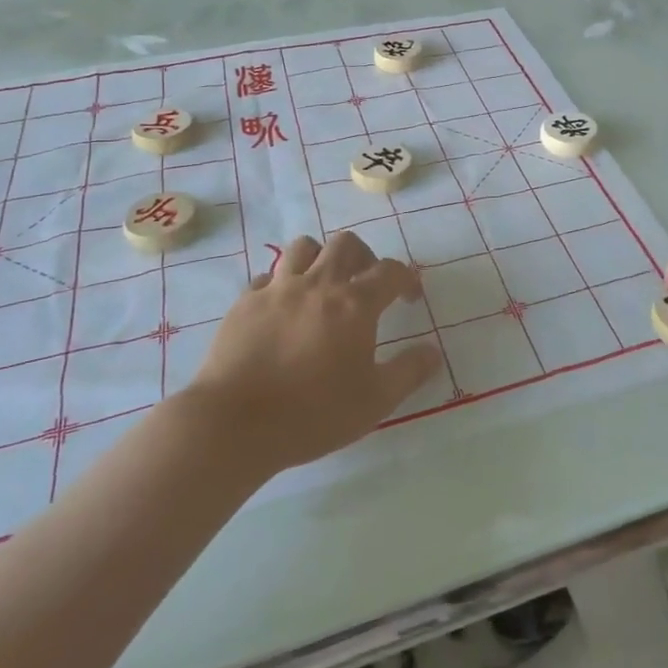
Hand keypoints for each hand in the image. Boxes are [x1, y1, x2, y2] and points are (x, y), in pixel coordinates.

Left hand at [188, 233, 438, 471]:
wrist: (234, 423)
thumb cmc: (313, 413)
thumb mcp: (375, 401)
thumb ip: (409, 372)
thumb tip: (433, 352)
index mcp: (355, 304)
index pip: (390, 271)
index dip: (406, 278)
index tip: (409, 296)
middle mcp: (318, 284)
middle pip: (345, 244)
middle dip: (364, 257)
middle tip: (366, 284)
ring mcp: (277, 289)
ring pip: (304, 247)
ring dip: (321, 258)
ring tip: (324, 285)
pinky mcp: (244, 302)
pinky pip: (268, 276)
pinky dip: (283, 283)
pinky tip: (283, 308)